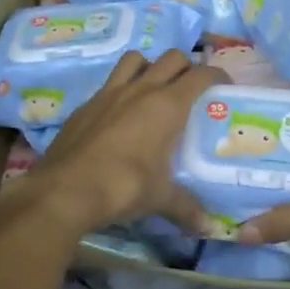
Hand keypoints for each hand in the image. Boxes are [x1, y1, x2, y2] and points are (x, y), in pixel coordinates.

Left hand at [12, 50, 228, 236]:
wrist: (65, 189)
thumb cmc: (123, 187)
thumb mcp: (160, 199)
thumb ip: (187, 209)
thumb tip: (210, 229)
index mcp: (167, 105)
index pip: (200, 75)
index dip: (216, 74)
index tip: (224, 85)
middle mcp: (140, 89)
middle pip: (171, 58)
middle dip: (185, 67)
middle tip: (190, 88)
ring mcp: (109, 93)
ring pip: (135, 59)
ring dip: (149, 66)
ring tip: (153, 88)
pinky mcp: (86, 104)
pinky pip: (109, 83)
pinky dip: (120, 88)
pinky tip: (119, 114)